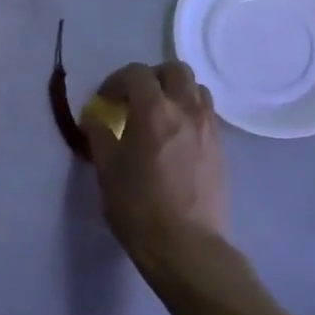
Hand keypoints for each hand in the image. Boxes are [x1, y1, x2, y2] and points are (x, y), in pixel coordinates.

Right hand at [83, 62, 231, 276]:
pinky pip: (206, 114)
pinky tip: (174, 138)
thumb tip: (94, 116)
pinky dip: (189, 113)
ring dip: (175, 92)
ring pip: (197, 90)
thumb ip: (99, 134)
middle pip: (175, 70)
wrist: (185, 245)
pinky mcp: (220, 148)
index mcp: (154, 111)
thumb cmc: (138, 206)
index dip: (116, 81)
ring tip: (158, 115)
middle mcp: (186, 110)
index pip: (136, 73)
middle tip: (135, 99)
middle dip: (152, 77)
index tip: (105, 101)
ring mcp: (209, 128)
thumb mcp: (107, 169)